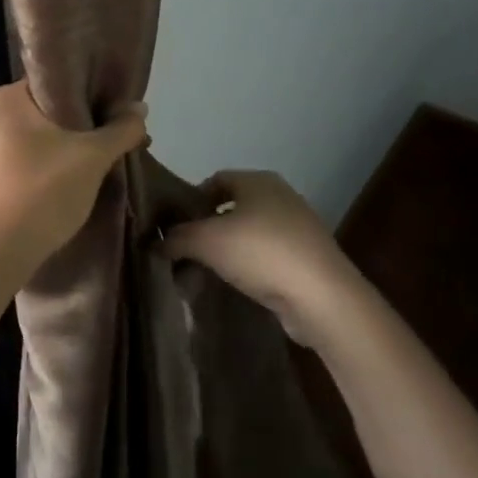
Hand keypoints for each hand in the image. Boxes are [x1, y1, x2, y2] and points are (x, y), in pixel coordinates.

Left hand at [0, 82, 149, 284]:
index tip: (116, 107)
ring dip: (71, 143)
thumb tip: (140, 108)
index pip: (57, 80)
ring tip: (104, 154)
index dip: (90, 91)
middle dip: (84, 121)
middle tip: (116, 132)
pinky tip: (77, 176)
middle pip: (50, 109)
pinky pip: (30, 157)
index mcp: (8, 98)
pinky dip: (53, 161)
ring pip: (41, 135)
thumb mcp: (93, 157)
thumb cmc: (45, 191)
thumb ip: (120, 130)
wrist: (2, 251)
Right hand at [164, 170, 361, 344]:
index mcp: (258, 181)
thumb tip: (155, 242)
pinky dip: (246, 267)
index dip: (190, 200)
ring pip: (247, 234)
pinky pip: (265, 256)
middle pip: (230, 208)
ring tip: (203, 275)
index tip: (173, 226)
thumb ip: (176, 238)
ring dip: (223, 252)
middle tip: (183, 253)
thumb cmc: (261, 253)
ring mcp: (296, 228)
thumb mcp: (206, 241)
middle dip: (204, 230)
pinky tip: (234, 286)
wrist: (322, 297)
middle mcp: (279, 196)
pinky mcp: (306, 258)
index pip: (215, 180)